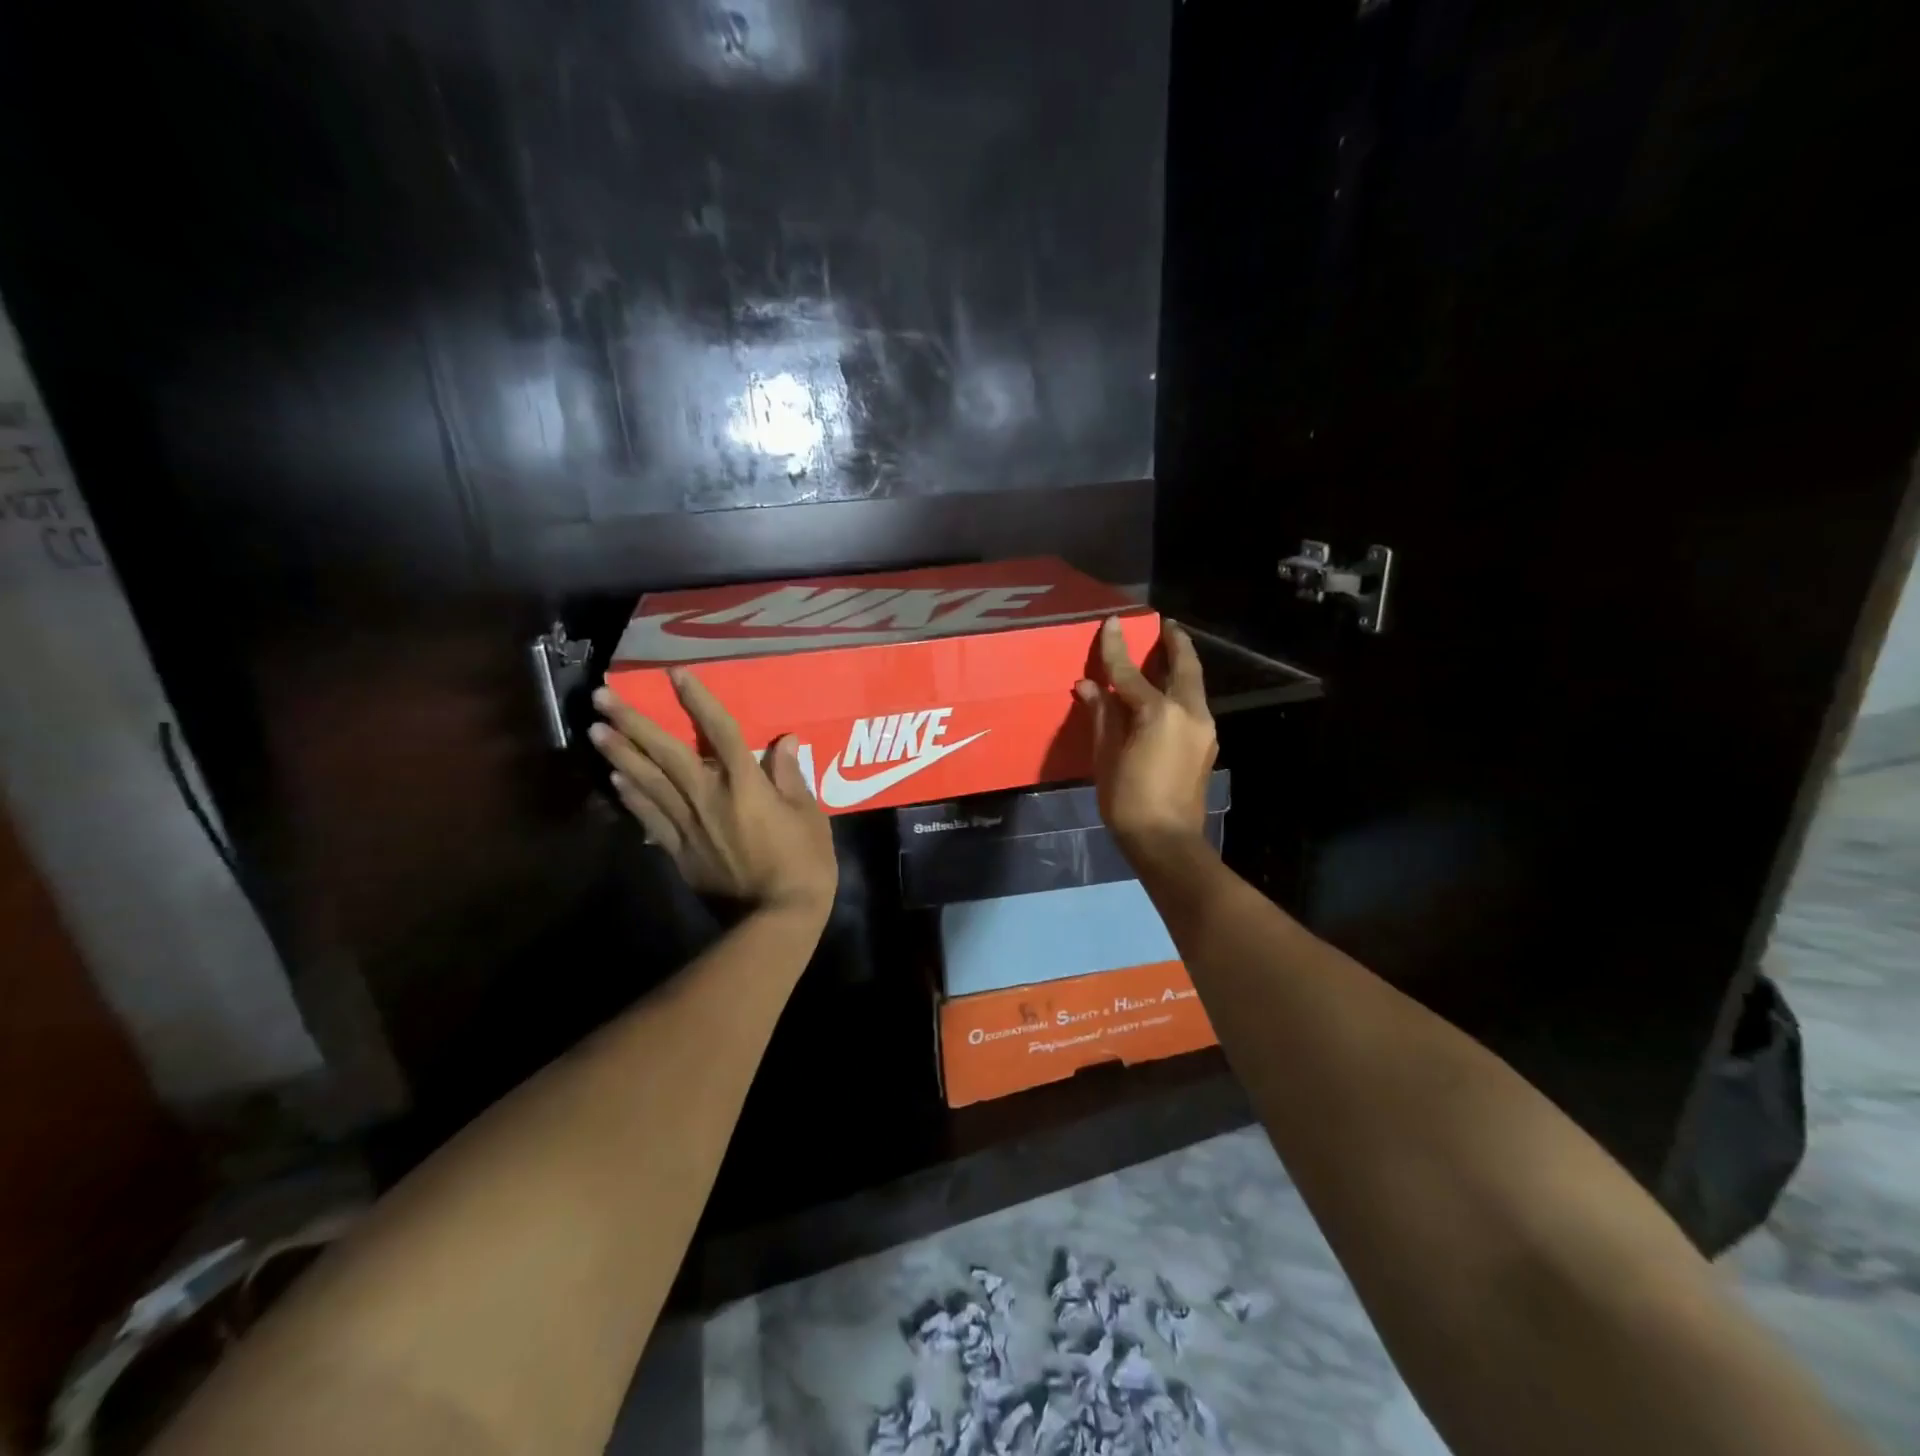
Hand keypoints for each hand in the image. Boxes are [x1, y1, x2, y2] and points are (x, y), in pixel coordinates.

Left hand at [589, 674, 837, 918]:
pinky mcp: (679, 852)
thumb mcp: (809, 816)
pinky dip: (631, 797)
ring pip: (648, 782)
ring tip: (595, 729)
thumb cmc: (803, 865)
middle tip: (602, 696)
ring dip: (620, 754)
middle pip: (667, 753)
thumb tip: (784, 742)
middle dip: (634, 722)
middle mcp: (709, 797)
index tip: (675, 674)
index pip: (720, 732)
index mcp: (745, 785)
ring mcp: (689, 826)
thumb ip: (792, 777)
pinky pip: (649, 819)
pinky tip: (615, 780)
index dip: (698, 700)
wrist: (775, 920)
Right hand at [1075, 617, 1217, 851]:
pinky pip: (1193, 704)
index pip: (1130, 673)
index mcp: (1159, 713)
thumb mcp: (1106, 756)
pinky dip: (1181, 689)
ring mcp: (1204, 729)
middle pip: (1184, 666)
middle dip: (1175, 642)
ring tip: (1167, 652)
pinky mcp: (1206, 744)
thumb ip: (1102, 715)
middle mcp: (1189, 713)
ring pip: (1194, 685)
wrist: (1167, 841)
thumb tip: (1090, 685)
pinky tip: (1168, 692)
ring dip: (1182, 665)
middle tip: (1165, 625)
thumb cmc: (1128, 800)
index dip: (1117, 648)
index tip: (1112, 622)